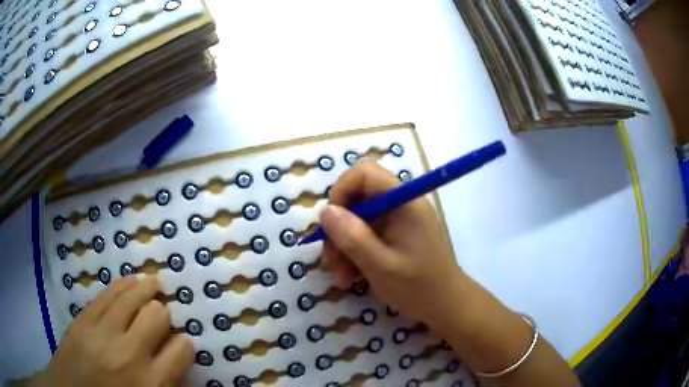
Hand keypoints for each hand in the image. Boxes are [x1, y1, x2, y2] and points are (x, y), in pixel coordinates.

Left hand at [34, 276, 193, 386]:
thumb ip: (166, 384)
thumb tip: (176, 360)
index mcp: (151, 383)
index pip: (182, 350)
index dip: (184, 343)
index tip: (180, 343)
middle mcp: (129, 354)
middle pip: (157, 317)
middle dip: (164, 314)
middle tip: (163, 316)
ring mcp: (102, 333)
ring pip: (132, 299)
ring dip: (147, 289)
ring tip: (154, 284)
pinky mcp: (83, 320)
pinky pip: (107, 295)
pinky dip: (123, 285)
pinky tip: (131, 281)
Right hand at [320, 160, 463, 328]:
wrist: (446, 305)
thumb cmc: (419, 287)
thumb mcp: (381, 266)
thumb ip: (353, 238)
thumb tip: (326, 211)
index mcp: (404, 202)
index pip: (365, 173)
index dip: (341, 191)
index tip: (330, 222)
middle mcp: (401, 204)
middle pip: (358, 198)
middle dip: (339, 227)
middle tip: (330, 259)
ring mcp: (398, 220)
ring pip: (358, 220)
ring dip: (344, 246)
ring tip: (340, 277)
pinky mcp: (395, 235)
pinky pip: (367, 235)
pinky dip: (355, 253)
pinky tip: (350, 277)